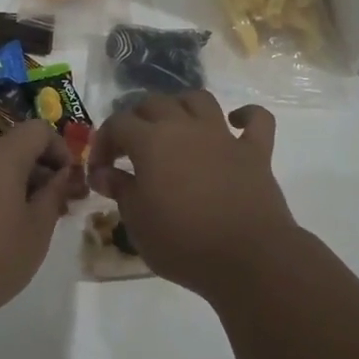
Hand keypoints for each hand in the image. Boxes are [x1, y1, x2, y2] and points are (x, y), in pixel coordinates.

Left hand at [0, 118, 87, 325]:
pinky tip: (1, 228)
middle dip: (41, 169)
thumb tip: (61, 175)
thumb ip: (54, 194)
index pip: (39, 129)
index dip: (61, 148)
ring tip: (32, 221)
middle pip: (16, 147)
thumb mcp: (37, 230)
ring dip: (18, 183)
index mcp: (1, 156)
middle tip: (58, 205)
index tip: (70, 180)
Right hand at [87, 92, 297, 297]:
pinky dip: (246, 116)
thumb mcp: (137, 221)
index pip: (117, 124)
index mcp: (151, 141)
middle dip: (136, 119)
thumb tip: (103, 173)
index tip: (100, 171)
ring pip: (199, 99)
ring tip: (175, 127)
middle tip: (131, 149)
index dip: (103, 142)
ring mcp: (223, 136)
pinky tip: (235, 124)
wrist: (248, 258)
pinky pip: (257, 120)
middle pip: (154, 103)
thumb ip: (120, 189)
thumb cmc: (182, 242)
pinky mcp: (256, 151)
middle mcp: (185, 127)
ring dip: (182, 106)